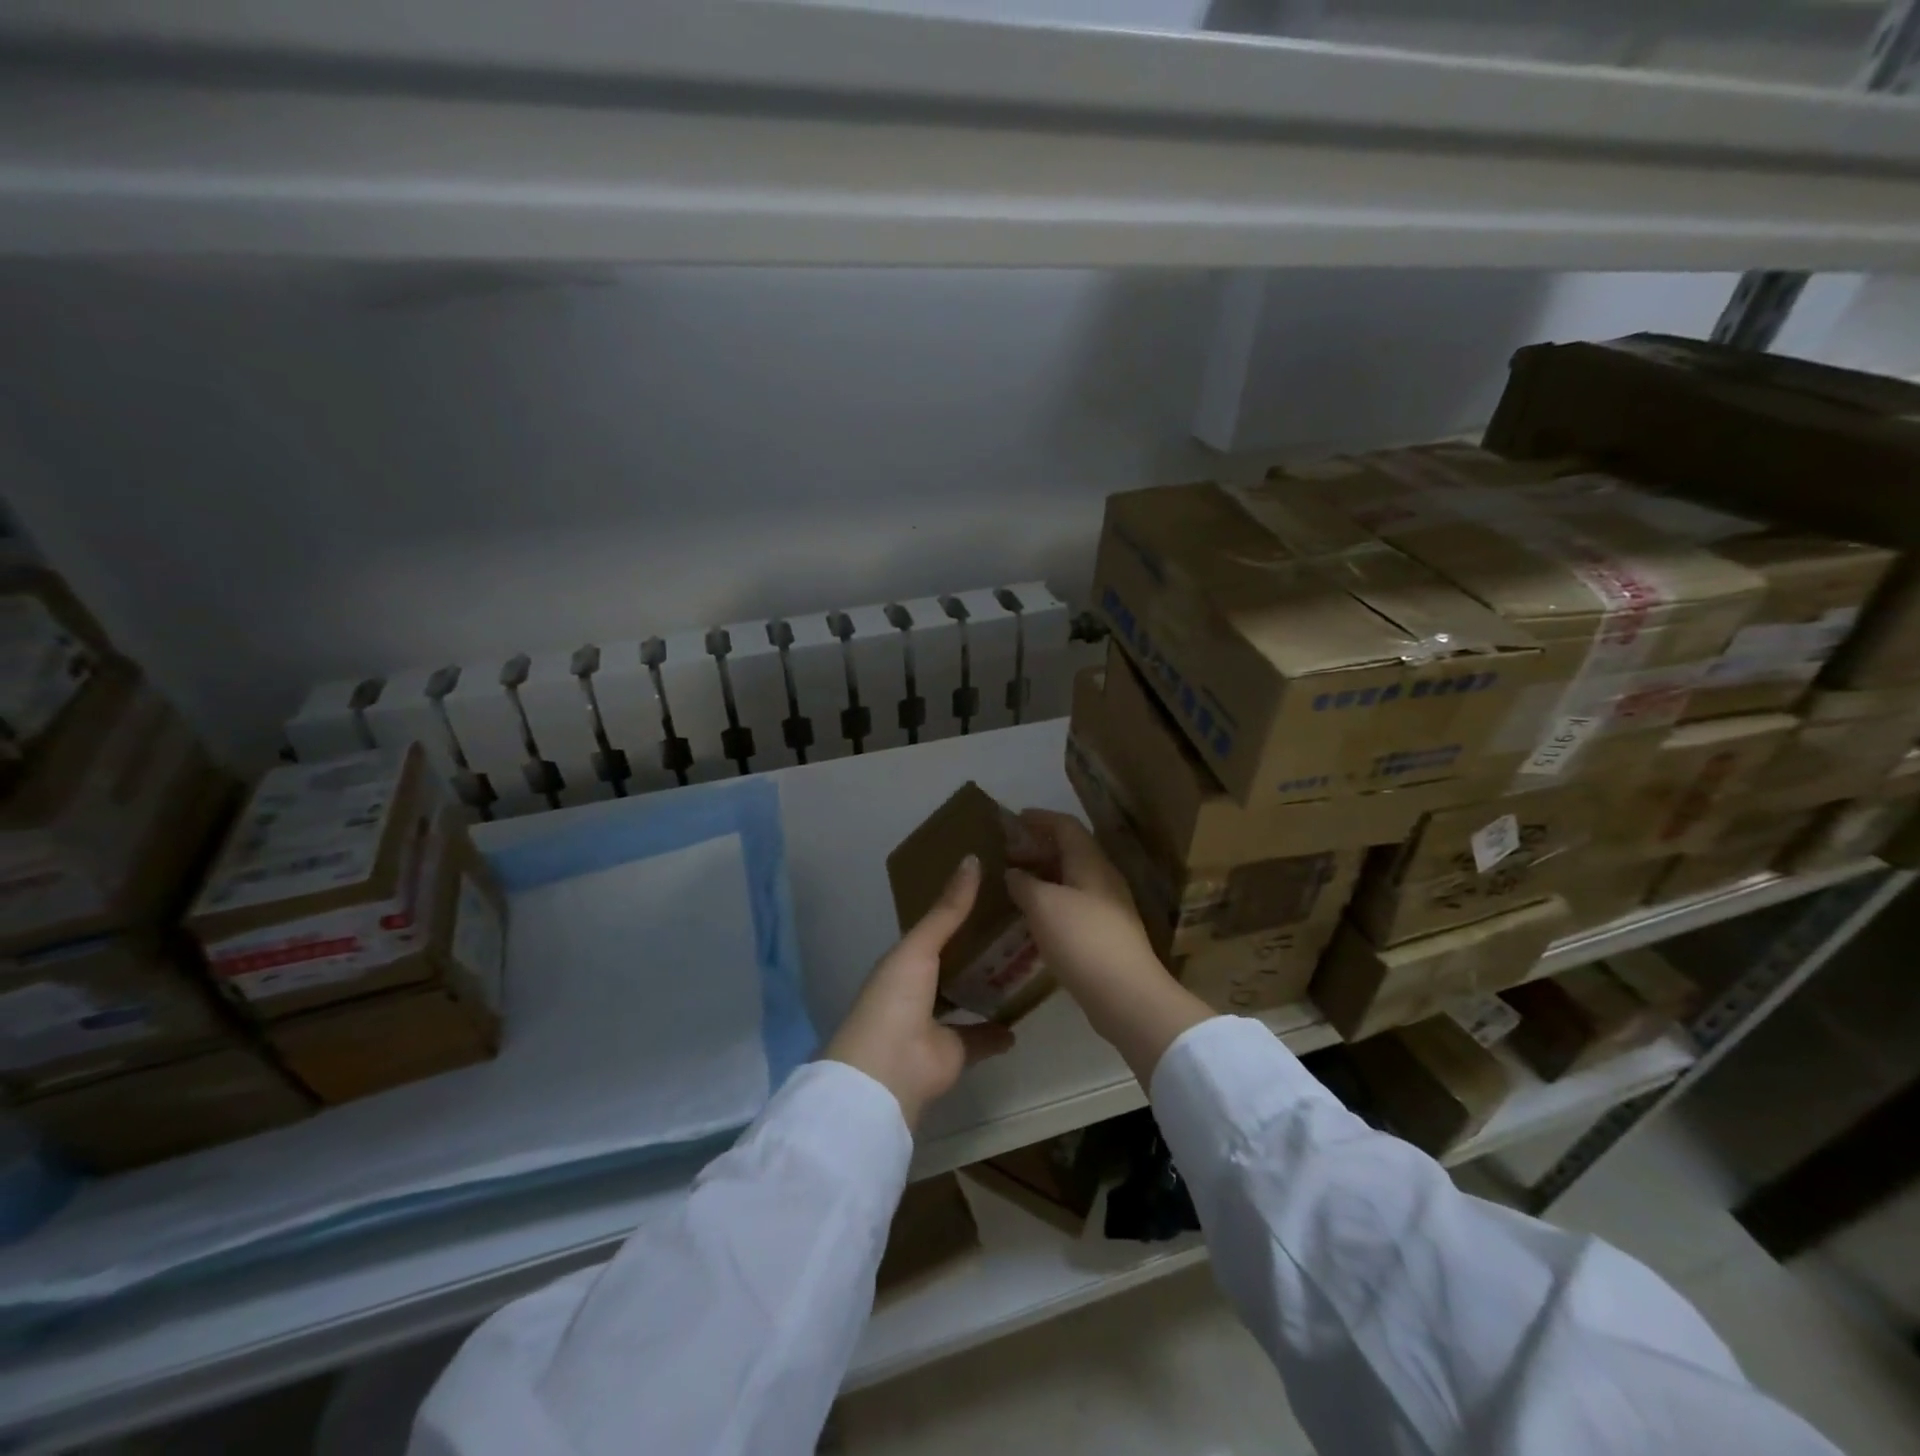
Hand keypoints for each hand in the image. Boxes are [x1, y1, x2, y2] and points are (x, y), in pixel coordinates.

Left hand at [824, 855, 1014, 1128]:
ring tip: (1023, 965)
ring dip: (988, 988)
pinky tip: (1021, 1018)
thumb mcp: (920, 946)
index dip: (957, 914)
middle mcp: (919, 990)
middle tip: (1017, 927)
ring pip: (967, 999)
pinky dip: (998, 1031)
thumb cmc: (897, 997)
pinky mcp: (956, 1052)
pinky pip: (982, 1037)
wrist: (889, 1068)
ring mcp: (936, 1023)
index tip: (990, 895)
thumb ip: (948, 909)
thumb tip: (971, 858)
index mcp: (904, 962)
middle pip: (953, 965)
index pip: (934, 932)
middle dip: (979, 950)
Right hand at [1006, 810, 1213, 1084]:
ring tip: (1014, 883)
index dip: (1040, 818)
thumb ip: (1024, 883)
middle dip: (1038, 848)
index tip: (1015, 818)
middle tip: (1008, 853)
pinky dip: (1051, 900)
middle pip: (1070, 851)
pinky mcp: (1106, 934)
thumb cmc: (1082, 939)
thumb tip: (1013, 872)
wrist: (1127, 995)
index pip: (1066, 826)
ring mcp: (1108, 907)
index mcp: (1091, 862)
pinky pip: (1074, 904)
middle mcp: (1103, 878)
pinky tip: (1033, 917)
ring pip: (1072, 879)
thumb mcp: (1043, 905)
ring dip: (1044, 876)